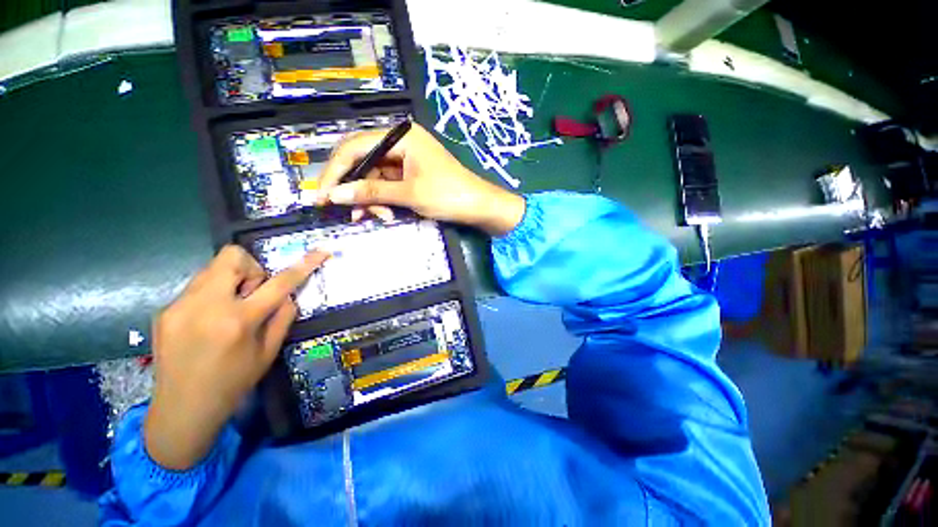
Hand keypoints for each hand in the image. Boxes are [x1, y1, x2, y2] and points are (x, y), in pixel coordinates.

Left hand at [144, 246, 328, 470]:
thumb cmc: (233, 383)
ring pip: (212, 269)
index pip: (279, 283)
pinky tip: (208, 321)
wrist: (181, 409)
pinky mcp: (164, 310)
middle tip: (252, 294)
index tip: (320, 252)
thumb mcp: (268, 352)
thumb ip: (283, 317)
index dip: (304, 265)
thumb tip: (287, 295)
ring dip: (230, 281)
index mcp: (238, 320)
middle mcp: (206, 305)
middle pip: (232, 257)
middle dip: (251, 269)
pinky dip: (212, 294)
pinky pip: (196, 286)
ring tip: (229, 309)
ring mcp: (180, 305)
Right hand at [317, 122, 525, 236]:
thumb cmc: (449, 195)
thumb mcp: (409, 194)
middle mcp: (401, 143)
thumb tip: (334, 195)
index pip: (355, 147)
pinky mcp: (411, 175)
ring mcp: (406, 160)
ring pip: (374, 177)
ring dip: (369, 199)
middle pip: (363, 162)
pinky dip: (382, 200)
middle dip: (353, 189)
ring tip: (371, 218)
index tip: (321, 195)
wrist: (480, 207)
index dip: (335, 172)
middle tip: (343, 211)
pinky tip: (384, 215)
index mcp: (401, 137)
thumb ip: (371, 192)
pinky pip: (387, 185)